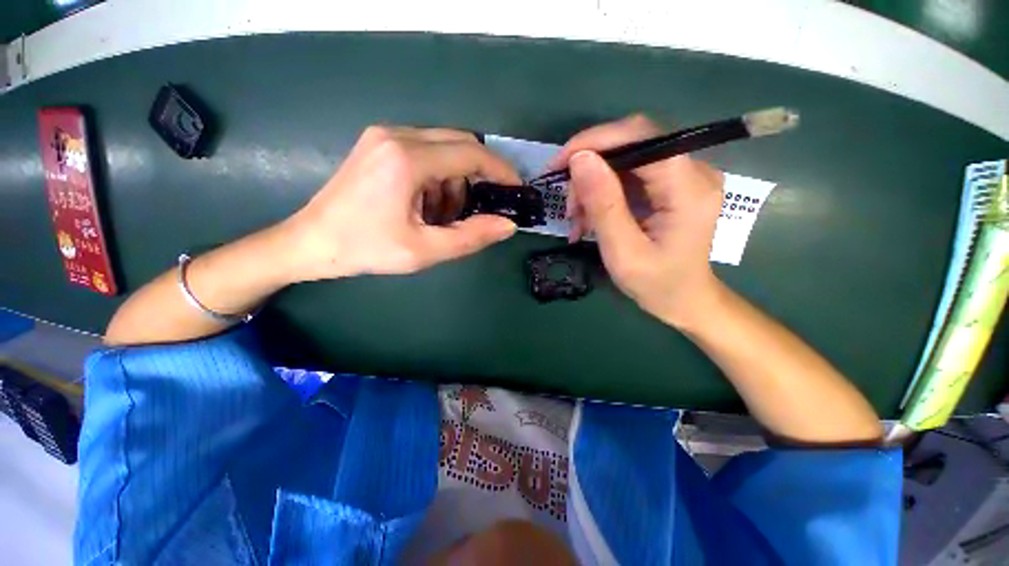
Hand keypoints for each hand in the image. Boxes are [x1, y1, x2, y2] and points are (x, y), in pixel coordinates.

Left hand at [283, 126, 521, 280]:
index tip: (516, 188)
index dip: (500, 170)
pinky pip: (425, 151)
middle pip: (460, 143)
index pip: (471, 153)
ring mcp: (385, 136)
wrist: (311, 242)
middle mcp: (397, 135)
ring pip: (443, 148)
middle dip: (479, 175)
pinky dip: (437, 176)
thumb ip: (471, 237)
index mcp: (408, 159)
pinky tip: (425, 204)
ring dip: (455, 180)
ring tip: (442, 216)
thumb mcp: (425, 250)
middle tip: (483, 207)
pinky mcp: (379, 143)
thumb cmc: (366, 249)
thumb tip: (508, 225)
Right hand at [551, 115, 725, 326]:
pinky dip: (602, 194)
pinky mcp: (671, 186)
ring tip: (577, 221)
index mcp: (689, 188)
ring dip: (592, 186)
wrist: (684, 301)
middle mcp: (693, 171)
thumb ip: (604, 205)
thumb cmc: (657, 284)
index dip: (595, 141)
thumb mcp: (623, 252)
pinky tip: (589, 219)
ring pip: (624, 160)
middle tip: (568, 205)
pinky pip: (628, 176)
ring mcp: (683, 177)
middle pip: (631, 145)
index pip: (640, 137)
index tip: (559, 165)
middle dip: (589, 170)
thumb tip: (579, 158)